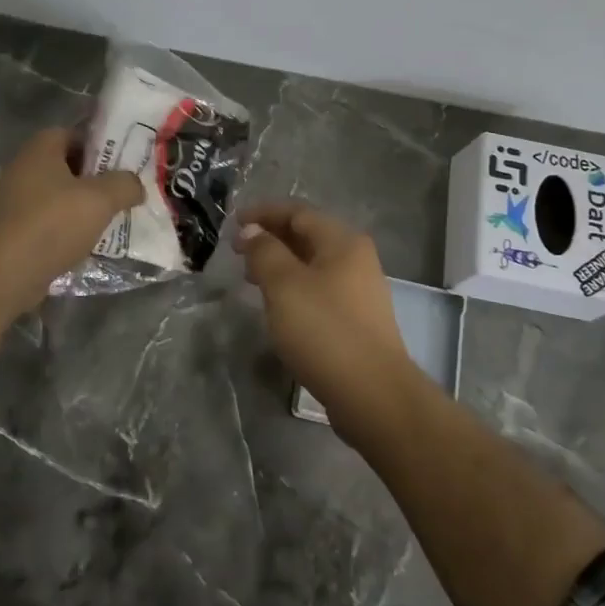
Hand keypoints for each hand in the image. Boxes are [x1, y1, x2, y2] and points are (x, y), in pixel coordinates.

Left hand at [0, 128, 144, 313]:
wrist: (7, 272)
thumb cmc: (54, 222)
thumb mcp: (101, 199)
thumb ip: (125, 184)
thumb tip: (135, 185)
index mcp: (40, 149)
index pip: (73, 134)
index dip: (99, 146)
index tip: (122, 164)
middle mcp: (22, 169)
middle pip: (65, 166)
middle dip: (93, 180)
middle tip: (120, 193)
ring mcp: (13, 201)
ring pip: (57, 197)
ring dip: (80, 207)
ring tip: (108, 221)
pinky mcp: (11, 231)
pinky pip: (46, 223)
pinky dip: (65, 230)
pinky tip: (85, 244)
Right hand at [234, 203, 419, 438]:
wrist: (372, 393)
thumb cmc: (324, 330)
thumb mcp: (284, 285)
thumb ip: (265, 251)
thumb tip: (253, 231)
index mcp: (342, 242)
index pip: (298, 212)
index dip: (263, 213)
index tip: (232, 223)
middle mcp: (356, 259)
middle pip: (307, 236)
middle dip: (270, 238)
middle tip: (237, 252)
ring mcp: (359, 291)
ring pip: (312, 265)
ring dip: (280, 264)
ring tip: (250, 278)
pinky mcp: (355, 319)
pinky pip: (318, 289)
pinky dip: (293, 287)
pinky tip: (277, 306)